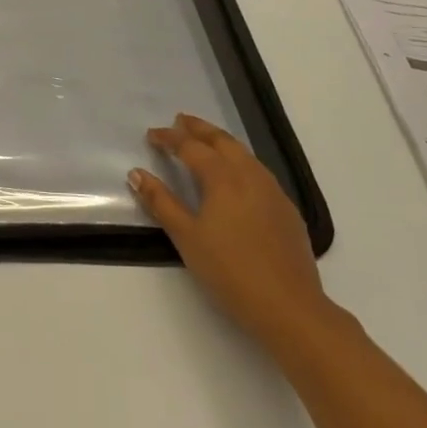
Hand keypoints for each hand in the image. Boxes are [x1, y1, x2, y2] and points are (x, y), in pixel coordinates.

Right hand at [131, 113, 336, 352]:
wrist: (289, 306)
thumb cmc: (230, 271)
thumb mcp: (187, 237)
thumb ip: (161, 202)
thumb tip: (136, 173)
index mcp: (223, 178)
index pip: (191, 147)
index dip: (169, 138)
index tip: (151, 135)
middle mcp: (250, 175)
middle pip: (222, 141)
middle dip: (199, 129)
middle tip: (180, 120)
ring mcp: (273, 191)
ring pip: (244, 154)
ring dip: (221, 142)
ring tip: (205, 141)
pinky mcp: (287, 210)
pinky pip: (259, 172)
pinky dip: (240, 161)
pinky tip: (237, 176)